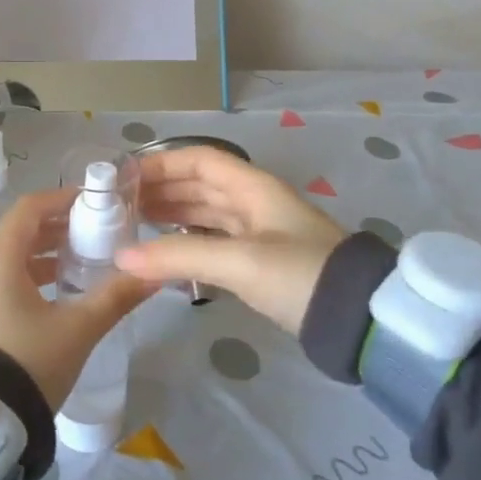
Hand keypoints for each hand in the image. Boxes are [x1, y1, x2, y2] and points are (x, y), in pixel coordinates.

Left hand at [0, 189, 155, 409]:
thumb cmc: (28, 362)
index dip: (61, 200)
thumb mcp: (78, 329)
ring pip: (3, 261)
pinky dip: (19, 280)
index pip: (29, 208)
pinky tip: (45, 302)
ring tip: (74, 270)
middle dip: (54, 232)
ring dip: (38, 259)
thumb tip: (154, 272)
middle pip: (16, 234)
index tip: (90, 204)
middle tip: (90, 237)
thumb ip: (116, 296)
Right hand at [116, 147, 346, 334]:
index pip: (200, 160)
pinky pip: (215, 239)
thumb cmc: (300, 275)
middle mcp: (255, 202)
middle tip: (121, 205)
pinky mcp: (262, 261)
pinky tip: (167, 252)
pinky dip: (189, 240)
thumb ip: (180, 256)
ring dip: (173, 214)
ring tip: (135, 224)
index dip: (163, 163)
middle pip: (200, 185)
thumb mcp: (240, 262)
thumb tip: (121, 257)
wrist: (359, 319)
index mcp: (253, 187)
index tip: (126, 177)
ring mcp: (260, 232)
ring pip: (207, 212)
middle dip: (162, 190)